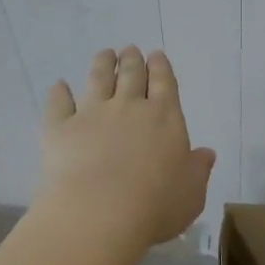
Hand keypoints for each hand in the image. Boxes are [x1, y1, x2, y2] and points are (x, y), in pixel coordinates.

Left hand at [37, 47, 215, 250]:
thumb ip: (198, 169)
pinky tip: (59, 85)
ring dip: (102, 64)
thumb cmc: (155, 206)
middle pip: (131, 74)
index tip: (156, 55)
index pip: (164, 83)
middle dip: (132, 60)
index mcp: (165, 117)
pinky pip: (58, 103)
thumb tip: (206, 153)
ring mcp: (92, 114)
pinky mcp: (59, 128)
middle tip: (130, 50)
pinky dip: (58, 92)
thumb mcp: (192, 193)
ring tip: (104, 54)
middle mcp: (129, 107)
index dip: (161, 67)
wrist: (98, 214)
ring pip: (97, 79)